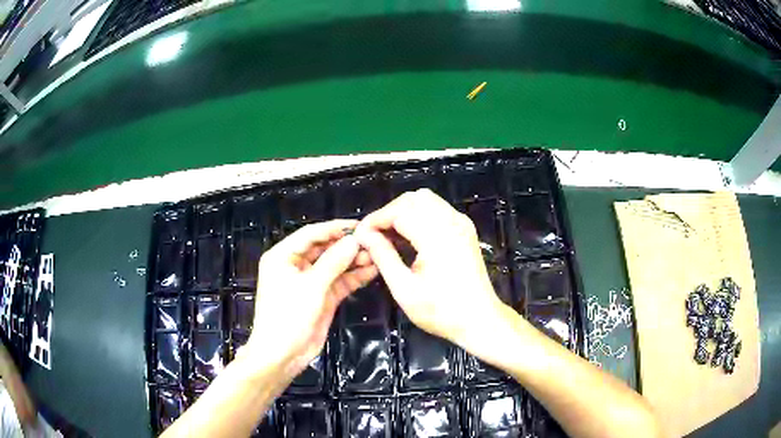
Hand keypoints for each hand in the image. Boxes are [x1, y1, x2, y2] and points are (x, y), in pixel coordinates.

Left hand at [243, 220, 376, 379]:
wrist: (282, 355)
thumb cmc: (288, 316)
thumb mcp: (310, 287)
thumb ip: (333, 262)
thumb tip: (353, 241)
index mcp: (283, 256)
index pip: (311, 234)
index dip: (334, 228)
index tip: (359, 225)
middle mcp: (296, 266)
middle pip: (324, 249)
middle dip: (347, 246)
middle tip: (372, 241)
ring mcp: (310, 282)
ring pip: (334, 266)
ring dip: (353, 261)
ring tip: (377, 255)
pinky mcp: (322, 297)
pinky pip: (339, 282)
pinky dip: (354, 277)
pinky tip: (372, 271)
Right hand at [355, 189, 507, 355]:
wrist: (480, 320)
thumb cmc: (441, 311)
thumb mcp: (404, 289)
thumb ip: (383, 257)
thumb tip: (365, 236)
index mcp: (437, 236)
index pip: (399, 211)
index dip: (376, 219)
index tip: (360, 235)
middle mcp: (452, 222)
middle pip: (413, 198)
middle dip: (389, 212)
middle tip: (374, 235)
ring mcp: (461, 223)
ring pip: (426, 200)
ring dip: (404, 212)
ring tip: (389, 236)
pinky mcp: (465, 229)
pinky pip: (438, 209)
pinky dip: (420, 216)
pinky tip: (410, 237)